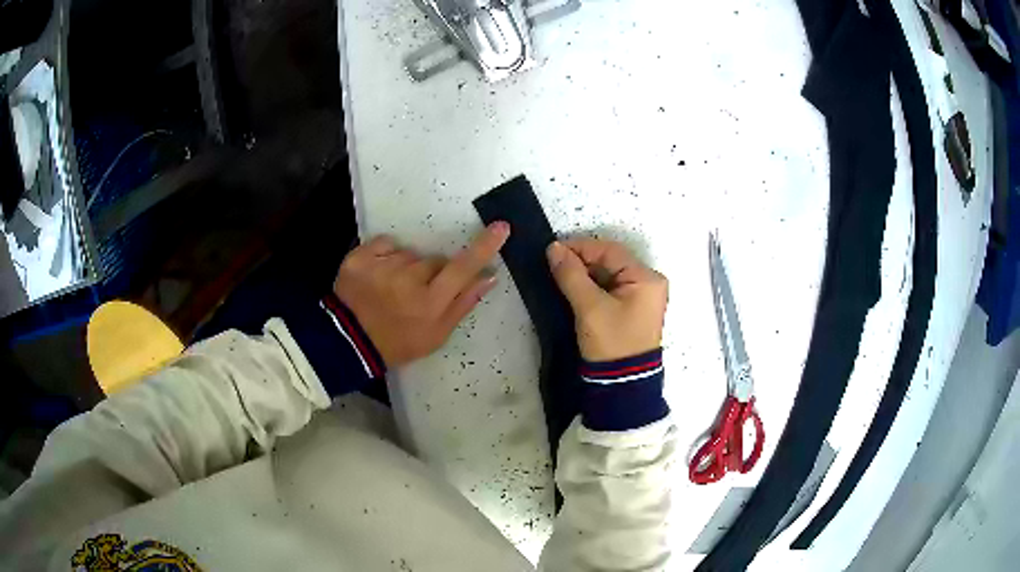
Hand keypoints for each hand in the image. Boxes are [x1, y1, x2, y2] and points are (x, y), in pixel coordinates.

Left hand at [334, 222, 510, 366]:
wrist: (349, 343)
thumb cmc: (399, 343)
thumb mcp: (436, 335)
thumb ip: (463, 303)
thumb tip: (489, 276)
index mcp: (430, 302)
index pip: (463, 268)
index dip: (484, 247)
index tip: (501, 227)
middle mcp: (408, 280)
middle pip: (434, 261)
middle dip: (431, 273)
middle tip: (416, 295)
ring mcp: (382, 267)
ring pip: (409, 255)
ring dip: (405, 268)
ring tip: (391, 290)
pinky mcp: (360, 258)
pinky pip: (385, 244)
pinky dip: (385, 256)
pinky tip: (378, 276)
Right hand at [546, 238, 667, 361]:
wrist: (622, 386)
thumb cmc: (611, 342)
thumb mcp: (589, 307)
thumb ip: (571, 274)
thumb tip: (553, 247)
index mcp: (646, 278)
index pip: (610, 251)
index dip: (580, 247)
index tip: (552, 250)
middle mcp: (649, 283)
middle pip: (611, 261)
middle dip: (582, 261)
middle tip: (554, 264)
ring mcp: (642, 298)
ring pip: (609, 275)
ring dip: (585, 274)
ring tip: (559, 275)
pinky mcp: (632, 311)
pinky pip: (610, 289)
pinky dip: (592, 287)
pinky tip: (573, 288)